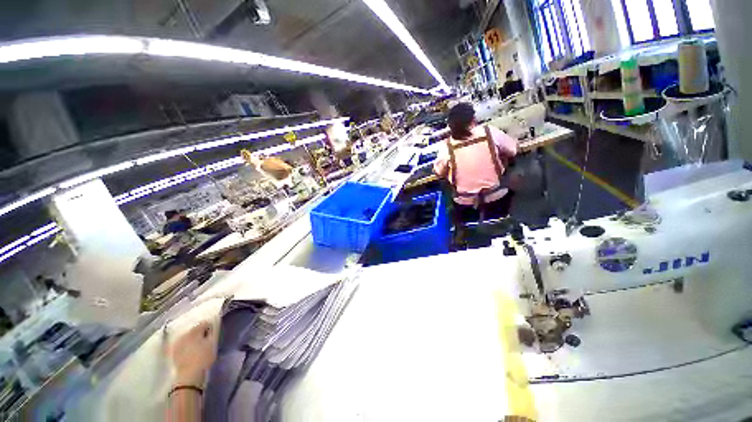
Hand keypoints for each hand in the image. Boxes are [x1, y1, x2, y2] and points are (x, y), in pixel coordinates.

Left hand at [169, 321, 216, 386]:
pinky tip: (191, 351)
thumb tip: (213, 325)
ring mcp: (177, 344)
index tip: (214, 334)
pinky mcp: (174, 352)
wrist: (189, 375)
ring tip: (199, 346)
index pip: (204, 323)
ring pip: (188, 337)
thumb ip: (213, 332)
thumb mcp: (213, 343)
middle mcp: (184, 335)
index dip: (211, 327)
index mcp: (194, 331)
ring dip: (194, 339)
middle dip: (201, 333)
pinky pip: (183, 344)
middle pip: (195, 329)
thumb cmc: (204, 357)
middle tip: (207, 341)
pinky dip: (187, 345)